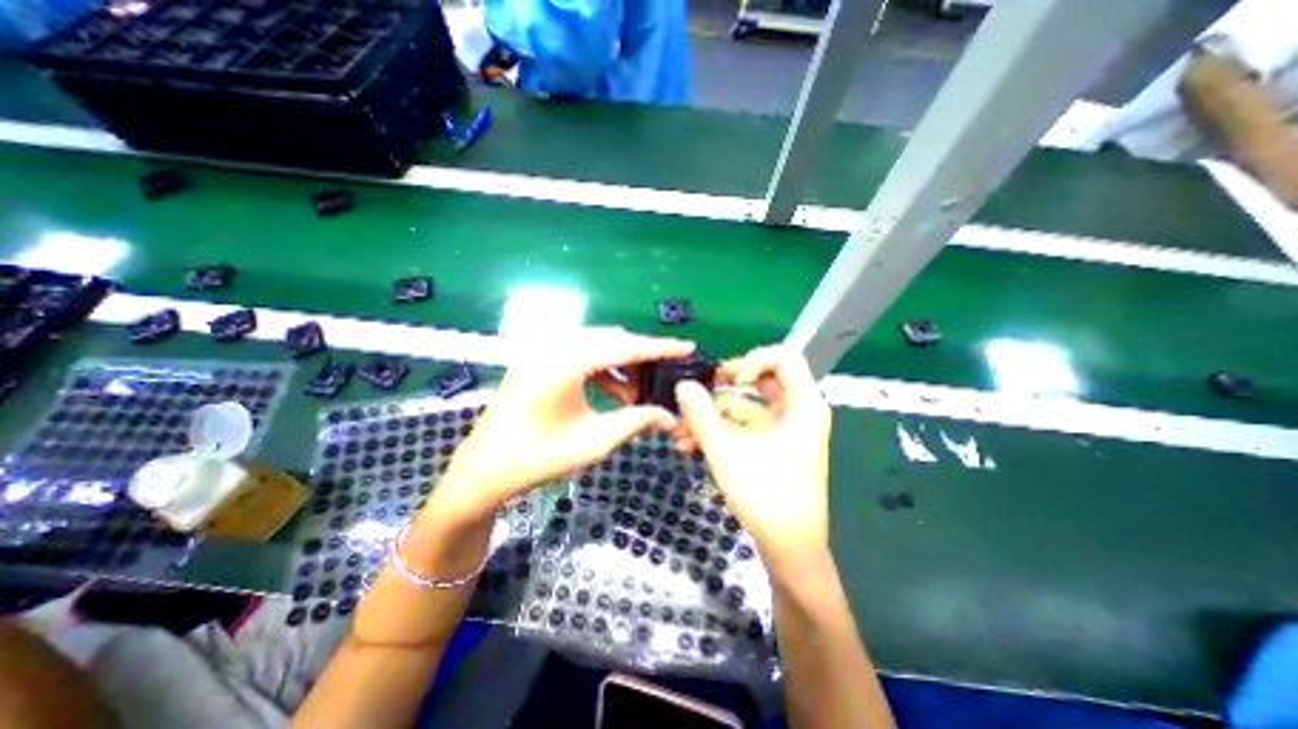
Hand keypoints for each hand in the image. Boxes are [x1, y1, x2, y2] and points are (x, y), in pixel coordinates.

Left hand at [427, 327, 693, 519]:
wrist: (486, 469)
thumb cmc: (539, 457)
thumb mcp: (596, 440)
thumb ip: (637, 420)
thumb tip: (671, 417)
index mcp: (566, 362)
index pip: (625, 346)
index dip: (659, 347)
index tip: (687, 347)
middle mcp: (553, 346)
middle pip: (611, 339)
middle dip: (640, 358)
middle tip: (660, 379)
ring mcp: (542, 350)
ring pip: (596, 344)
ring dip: (620, 364)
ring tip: (634, 393)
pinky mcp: (537, 358)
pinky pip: (579, 353)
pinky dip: (600, 368)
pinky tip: (611, 391)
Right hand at [675, 345, 825, 563]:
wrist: (787, 549)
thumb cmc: (767, 500)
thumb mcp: (727, 454)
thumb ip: (702, 416)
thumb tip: (681, 384)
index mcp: (802, 406)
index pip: (783, 357)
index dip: (752, 360)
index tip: (727, 380)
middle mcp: (795, 411)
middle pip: (758, 379)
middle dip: (721, 386)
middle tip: (694, 393)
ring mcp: (780, 428)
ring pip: (743, 405)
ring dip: (711, 415)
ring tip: (680, 432)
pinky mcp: (768, 443)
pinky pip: (741, 425)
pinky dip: (718, 431)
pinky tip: (690, 446)